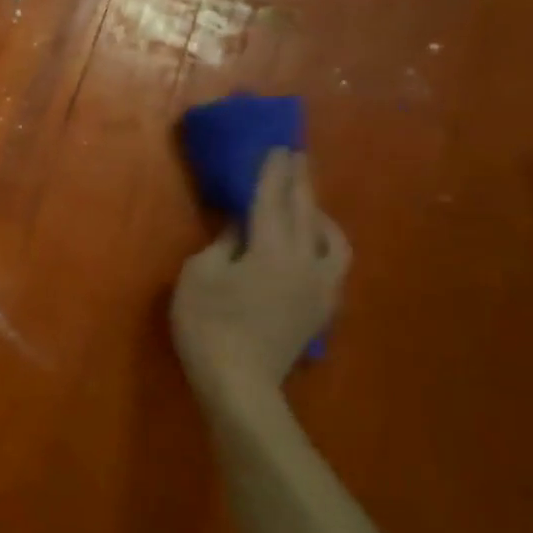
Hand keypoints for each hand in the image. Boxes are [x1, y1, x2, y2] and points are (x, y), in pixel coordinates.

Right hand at [170, 149, 349, 419]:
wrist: (240, 385)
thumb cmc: (208, 325)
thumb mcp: (199, 275)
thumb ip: (222, 245)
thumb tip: (240, 229)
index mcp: (272, 250)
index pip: (272, 201)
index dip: (272, 173)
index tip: (278, 147)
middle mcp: (305, 263)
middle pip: (305, 214)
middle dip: (300, 183)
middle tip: (298, 157)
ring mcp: (319, 288)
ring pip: (332, 241)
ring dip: (320, 215)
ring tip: (310, 204)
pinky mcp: (321, 310)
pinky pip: (333, 264)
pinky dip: (325, 244)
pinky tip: (313, 247)